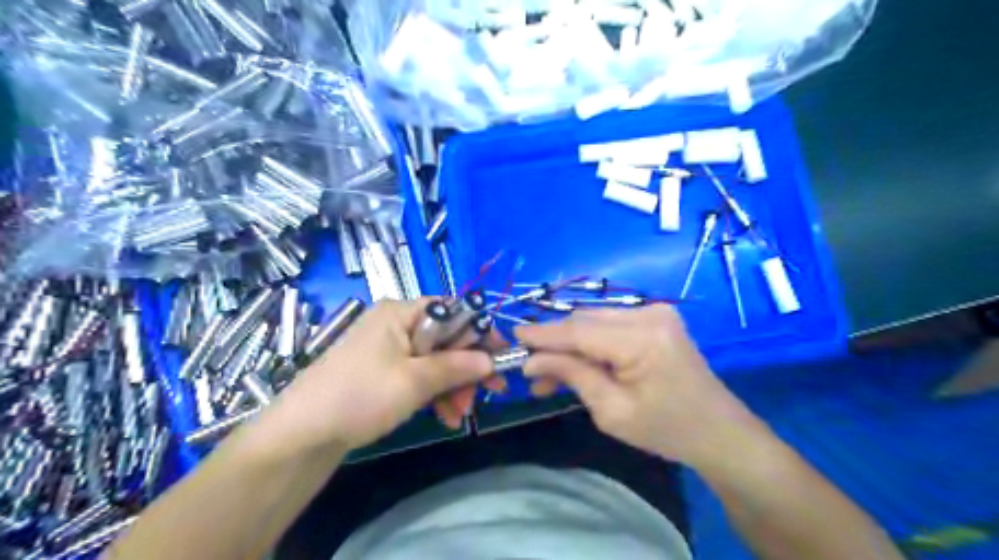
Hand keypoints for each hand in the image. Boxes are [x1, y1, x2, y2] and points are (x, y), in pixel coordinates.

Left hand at [268, 301, 496, 453]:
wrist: (303, 434)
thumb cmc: (361, 395)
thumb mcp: (414, 381)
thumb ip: (456, 367)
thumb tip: (490, 360)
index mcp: (401, 313)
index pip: (453, 311)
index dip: (479, 332)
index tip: (501, 356)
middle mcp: (397, 324)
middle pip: (446, 339)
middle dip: (466, 369)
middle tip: (484, 395)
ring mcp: (389, 349)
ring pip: (436, 361)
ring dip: (453, 386)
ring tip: (459, 415)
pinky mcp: (384, 371)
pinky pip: (419, 375)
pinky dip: (435, 394)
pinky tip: (444, 416)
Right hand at [520, 305, 762, 466]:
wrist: (719, 432)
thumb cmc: (667, 430)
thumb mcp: (612, 411)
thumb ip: (572, 375)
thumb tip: (532, 361)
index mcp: (642, 339)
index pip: (579, 331)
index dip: (543, 335)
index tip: (513, 337)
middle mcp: (649, 314)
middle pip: (585, 321)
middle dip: (555, 344)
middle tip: (531, 370)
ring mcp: (655, 312)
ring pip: (595, 321)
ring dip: (571, 344)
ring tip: (549, 374)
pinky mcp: (656, 318)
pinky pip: (610, 325)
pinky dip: (590, 342)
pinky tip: (577, 363)